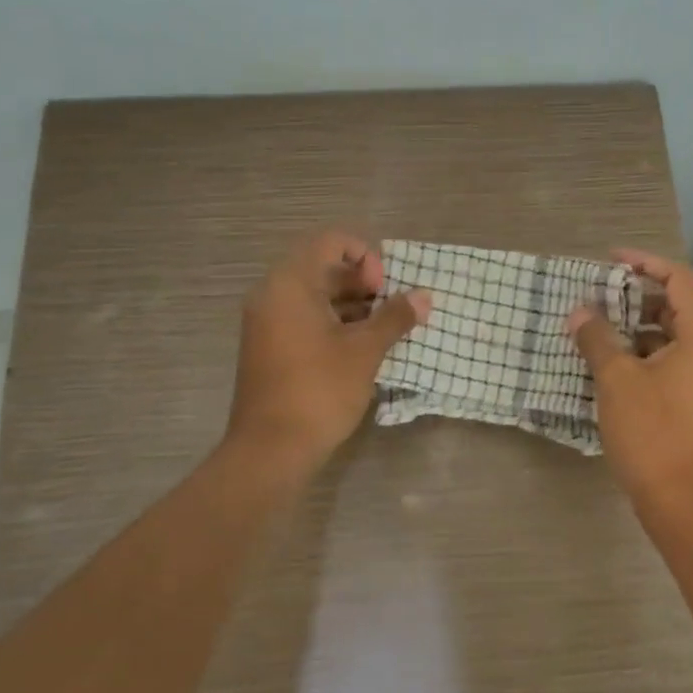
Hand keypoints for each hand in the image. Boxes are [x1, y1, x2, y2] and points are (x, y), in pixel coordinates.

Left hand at [227, 231, 430, 472]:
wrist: (270, 450)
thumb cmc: (319, 390)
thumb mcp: (365, 350)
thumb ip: (395, 317)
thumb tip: (425, 295)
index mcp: (290, 284)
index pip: (330, 242)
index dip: (365, 256)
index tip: (383, 289)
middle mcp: (272, 295)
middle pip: (322, 267)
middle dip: (362, 283)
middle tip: (389, 309)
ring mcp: (267, 322)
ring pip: (315, 296)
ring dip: (352, 305)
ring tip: (383, 329)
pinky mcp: (269, 347)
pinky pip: (304, 318)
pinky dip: (333, 323)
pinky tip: (361, 347)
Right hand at [568, 249, 692, 508]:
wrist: (682, 501)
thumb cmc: (652, 432)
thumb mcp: (617, 379)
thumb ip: (597, 338)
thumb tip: (579, 311)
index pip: (677, 278)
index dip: (643, 262)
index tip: (608, 261)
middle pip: (676, 304)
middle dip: (635, 295)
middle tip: (597, 294)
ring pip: (671, 334)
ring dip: (635, 326)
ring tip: (596, 326)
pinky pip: (670, 359)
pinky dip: (642, 352)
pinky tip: (610, 362)